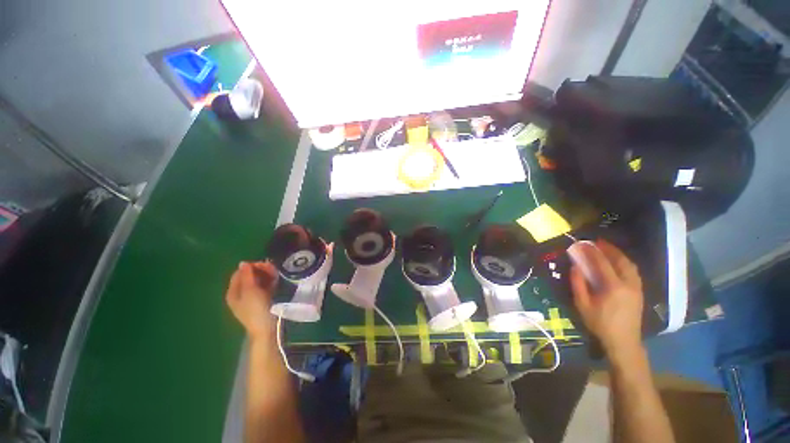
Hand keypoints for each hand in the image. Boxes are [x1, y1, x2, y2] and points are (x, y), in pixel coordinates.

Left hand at [225, 261, 278, 340]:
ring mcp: (253, 297)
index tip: (264, 265)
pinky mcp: (263, 300)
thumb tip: (243, 262)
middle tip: (273, 269)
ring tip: (276, 274)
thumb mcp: (250, 291)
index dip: (251, 267)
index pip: (240, 273)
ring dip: (267, 275)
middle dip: (261, 270)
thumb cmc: (256, 309)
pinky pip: (265, 286)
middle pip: (249, 276)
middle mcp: (241, 293)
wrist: (267, 329)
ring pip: (259, 280)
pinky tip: (277, 280)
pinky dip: (270, 281)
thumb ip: (247, 276)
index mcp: (233, 292)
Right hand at [568, 240, 643, 359]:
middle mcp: (629, 284)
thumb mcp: (583, 305)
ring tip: (608, 249)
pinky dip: (625, 262)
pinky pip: (634, 271)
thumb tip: (575, 266)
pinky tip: (618, 262)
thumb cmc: (600, 323)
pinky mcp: (640, 292)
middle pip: (621, 260)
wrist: (624, 341)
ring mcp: (637, 288)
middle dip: (609, 249)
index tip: (584, 243)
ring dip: (619, 254)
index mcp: (613, 287)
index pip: (603, 263)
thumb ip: (578, 284)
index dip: (593, 251)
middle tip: (598, 242)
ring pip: (630, 265)